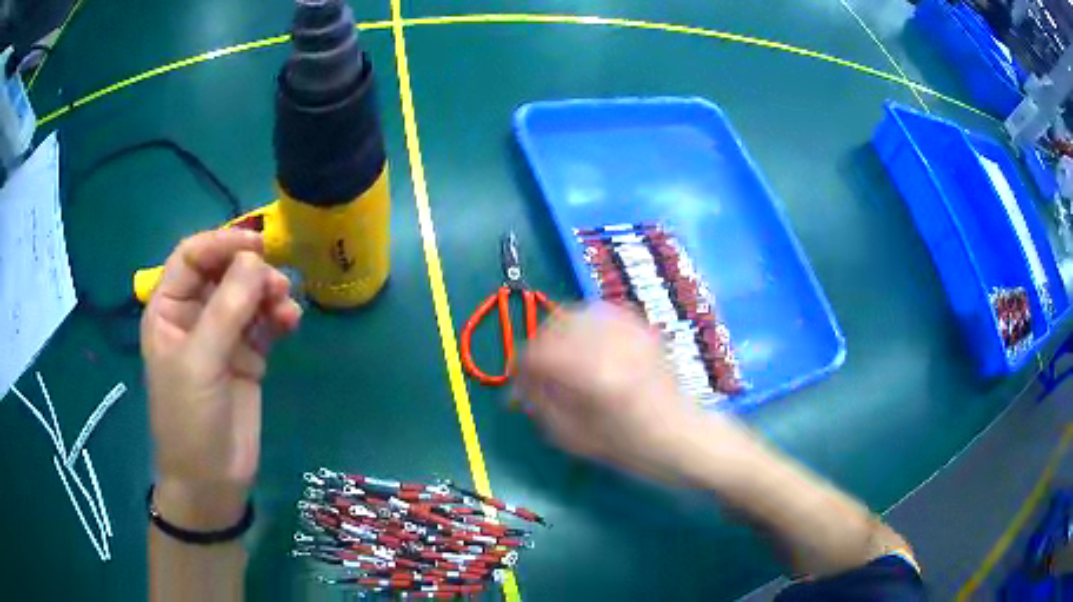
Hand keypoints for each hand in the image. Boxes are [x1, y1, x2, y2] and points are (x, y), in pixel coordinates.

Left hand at [141, 230, 301, 526]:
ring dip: (269, 293)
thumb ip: (226, 309)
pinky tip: (290, 322)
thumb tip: (256, 260)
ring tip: (286, 309)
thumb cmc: (190, 420)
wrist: (212, 481)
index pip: (192, 256)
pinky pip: (264, 322)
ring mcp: (222, 336)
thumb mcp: (200, 363)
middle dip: (251, 271)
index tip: (258, 245)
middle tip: (276, 285)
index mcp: (169, 309)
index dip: (222, 243)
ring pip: (248, 294)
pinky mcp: (247, 356)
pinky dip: (279, 317)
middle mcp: (194, 315)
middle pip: (224, 271)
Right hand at [517, 303, 754, 483]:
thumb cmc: (634, 450)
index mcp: (595, 376)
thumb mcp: (578, 439)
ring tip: (558, 357)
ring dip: (558, 333)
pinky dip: (584, 324)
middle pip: (555, 326)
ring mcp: (631, 332)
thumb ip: (543, 407)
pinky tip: (584, 345)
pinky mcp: (643, 330)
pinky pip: (602, 312)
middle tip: (534, 371)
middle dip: (537, 346)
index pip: (540, 353)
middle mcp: (612, 345)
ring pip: (577, 313)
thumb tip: (519, 385)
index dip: (519, 365)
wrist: (687, 439)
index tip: (515, 381)